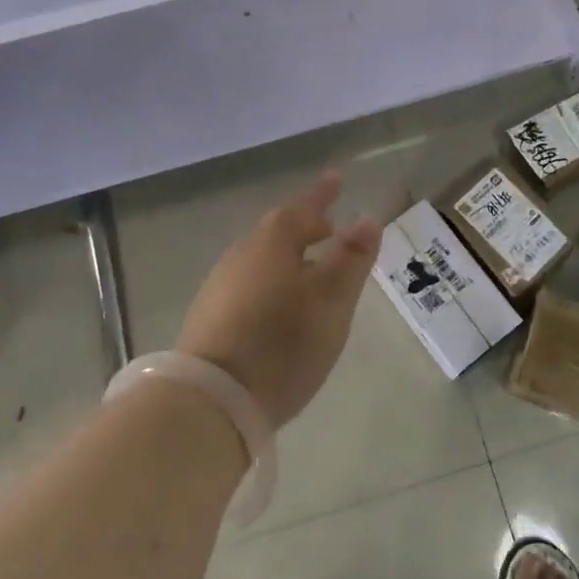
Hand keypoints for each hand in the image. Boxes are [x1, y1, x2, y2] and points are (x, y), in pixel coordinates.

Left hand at [176, 172, 379, 428]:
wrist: (212, 401)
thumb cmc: (283, 343)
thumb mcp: (331, 301)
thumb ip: (351, 258)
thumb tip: (367, 217)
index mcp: (272, 243)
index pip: (302, 207)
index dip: (322, 194)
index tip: (337, 178)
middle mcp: (242, 255)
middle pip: (278, 231)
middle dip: (306, 226)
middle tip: (330, 227)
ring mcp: (221, 286)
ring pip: (262, 258)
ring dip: (290, 255)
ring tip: (313, 267)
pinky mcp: (211, 316)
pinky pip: (250, 281)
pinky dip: (273, 278)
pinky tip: (282, 303)